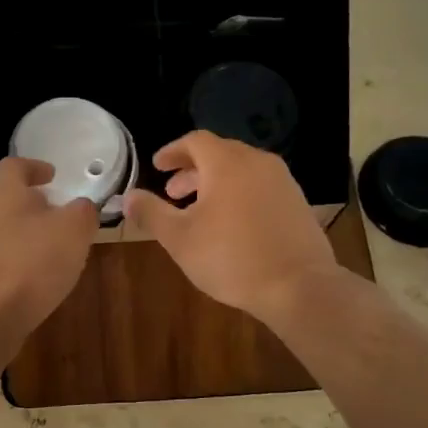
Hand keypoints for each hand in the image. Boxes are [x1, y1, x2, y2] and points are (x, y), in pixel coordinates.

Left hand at [0, 157, 95, 345]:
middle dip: (30, 205)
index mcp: (1, 191)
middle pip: (3, 199)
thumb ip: (82, 213)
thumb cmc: (29, 265)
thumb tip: (81, 208)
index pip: (15, 166)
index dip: (36, 167)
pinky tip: (30, 283)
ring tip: (48, 253)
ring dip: (21, 236)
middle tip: (57, 216)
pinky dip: (11, 264)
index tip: (53, 176)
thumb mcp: (73, 231)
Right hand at [124, 132, 336, 321]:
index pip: (195, 141)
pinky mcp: (297, 203)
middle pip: (219, 154)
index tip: (157, 166)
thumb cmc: (231, 258)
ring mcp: (282, 181)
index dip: (172, 151)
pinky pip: (260, 187)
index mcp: (227, 163)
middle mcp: (257, 162)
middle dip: (192, 170)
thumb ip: (151, 212)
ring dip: (215, 184)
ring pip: (241, 171)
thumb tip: (128, 196)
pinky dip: (238, 194)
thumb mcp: (179, 238)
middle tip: (172, 193)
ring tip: (199, 211)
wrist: (298, 285)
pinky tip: (230, 225)